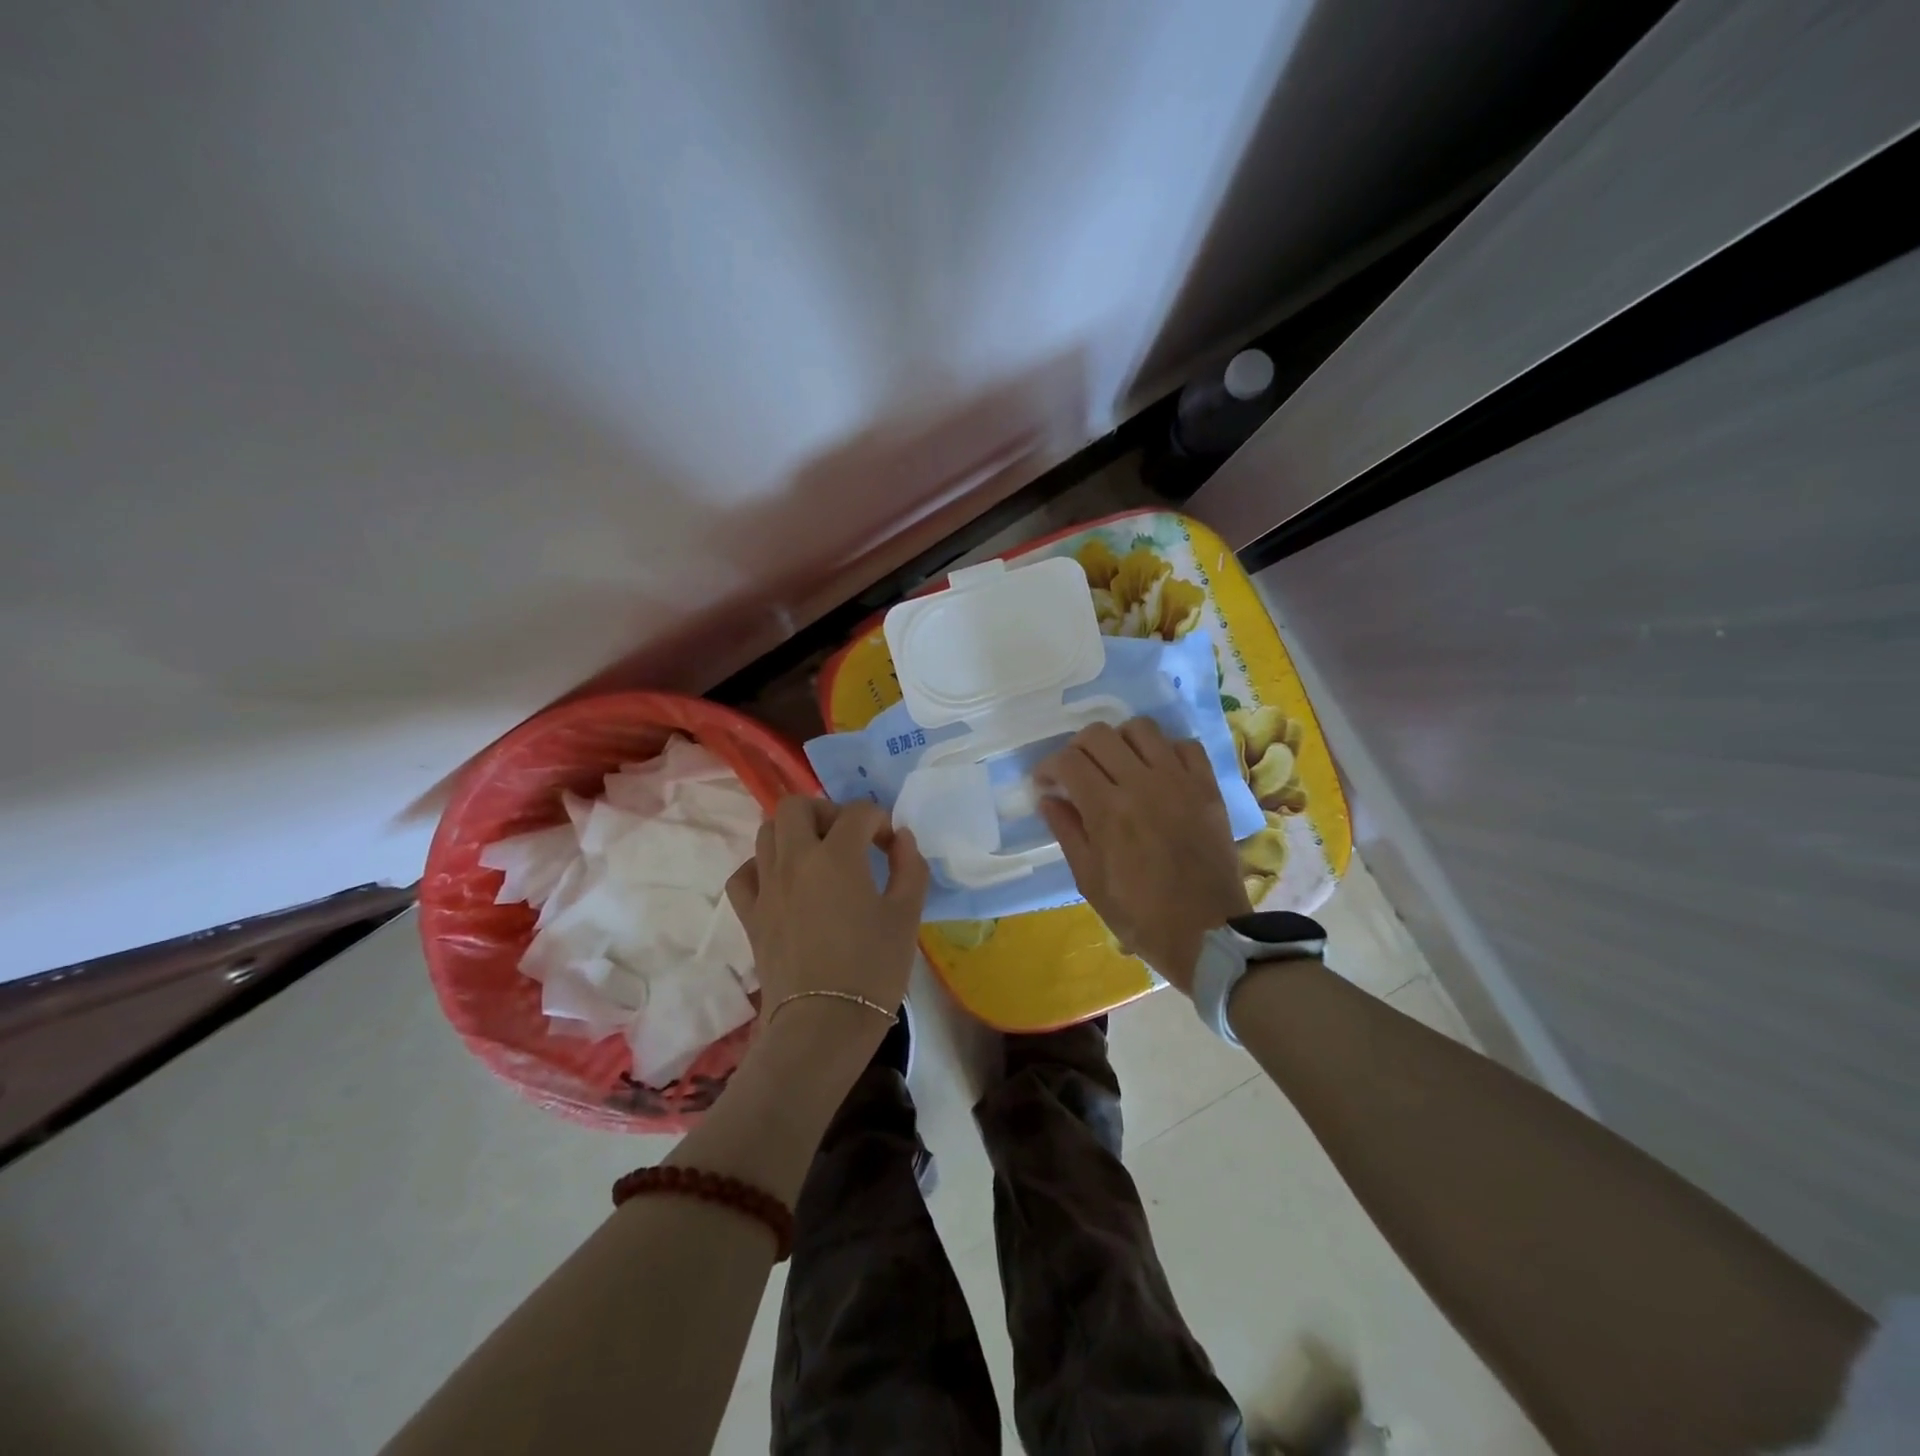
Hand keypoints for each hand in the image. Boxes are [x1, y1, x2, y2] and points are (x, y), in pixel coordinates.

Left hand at [726, 797, 929, 1052]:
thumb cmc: (873, 969)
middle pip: (796, 806)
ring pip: (766, 833)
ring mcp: (766, 887)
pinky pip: (745, 873)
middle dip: (826, 811)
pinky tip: (783, 883)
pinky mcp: (750, 915)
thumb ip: (910, 867)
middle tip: (847, 838)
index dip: (880, 821)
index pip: (857, 812)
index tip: (891, 846)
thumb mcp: (907, 915)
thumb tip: (902, 839)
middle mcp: (795, 860)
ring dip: (794, 834)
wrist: (823, 1025)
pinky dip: (762, 867)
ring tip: (818, 858)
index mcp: (837, 856)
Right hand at [1037, 718, 1249, 992]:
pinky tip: (1157, 772)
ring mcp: (1180, 781)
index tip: (1046, 783)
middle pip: (1099, 734)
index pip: (1068, 761)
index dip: (1048, 767)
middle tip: (1076, 772)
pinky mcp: (1208, 787)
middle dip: (1077, 748)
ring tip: (1117, 765)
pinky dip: (1165, 751)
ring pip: (1142, 728)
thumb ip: (1067, 832)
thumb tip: (1048, 798)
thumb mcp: (1089, 880)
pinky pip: (1185, 745)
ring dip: (1120, 741)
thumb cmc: (1139, 915)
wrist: (1206, 933)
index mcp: (1108, 810)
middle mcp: (1142, 784)